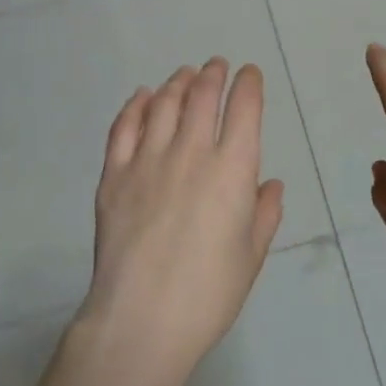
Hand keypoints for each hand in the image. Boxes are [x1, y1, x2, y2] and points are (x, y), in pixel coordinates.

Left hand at [79, 58, 283, 384]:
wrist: (142, 320)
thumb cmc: (208, 293)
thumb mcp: (251, 255)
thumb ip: (265, 213)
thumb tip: (270, 184)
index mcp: (232, 169)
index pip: (244, 107)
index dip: (249, 84)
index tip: (249, 74)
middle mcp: (191, 152)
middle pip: (202, 95)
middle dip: (213, 74)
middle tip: (215, 66)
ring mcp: (148, 160)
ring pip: (163, 103)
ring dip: (177, 83)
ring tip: (184, 76)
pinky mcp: (114, 175)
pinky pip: (124, 127)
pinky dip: (135, 105)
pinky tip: (142, 96)